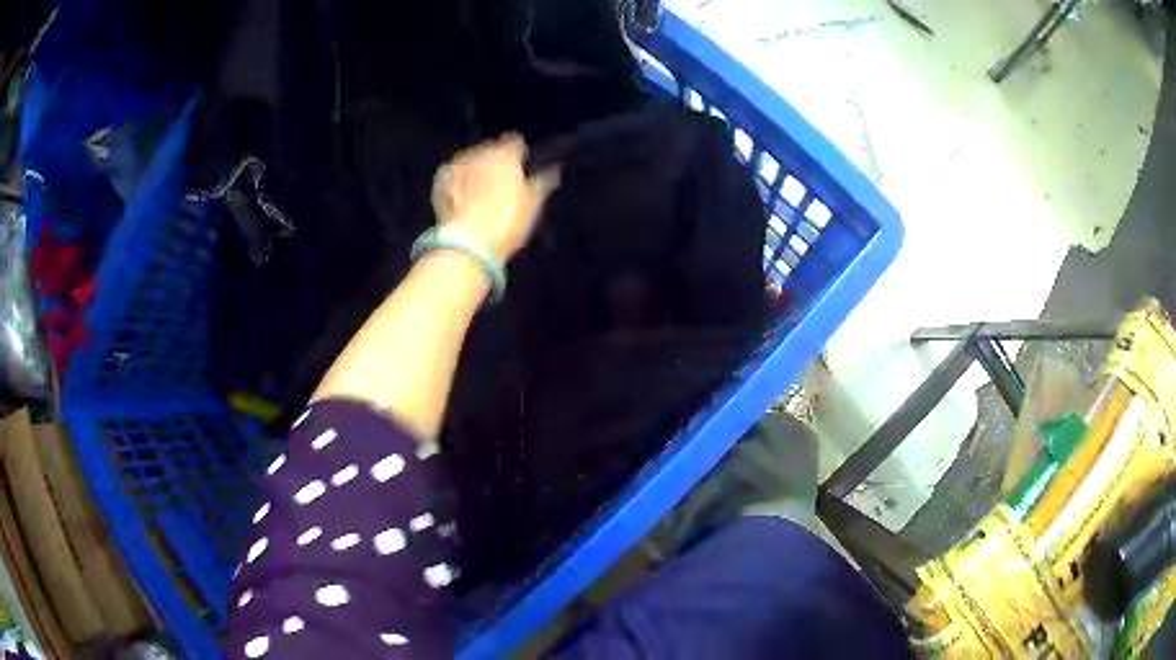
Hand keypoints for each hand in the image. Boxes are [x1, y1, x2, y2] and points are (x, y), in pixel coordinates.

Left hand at [431, 134, 560, 262]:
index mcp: (506, 155)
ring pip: (470, 162)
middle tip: (502, 185)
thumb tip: (550, 172)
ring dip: (475, 171)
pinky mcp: (440, 184)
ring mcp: (457, 168)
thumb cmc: (506, 222)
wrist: (468, 243)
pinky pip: (452, 177)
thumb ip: (541, 183)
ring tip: (481, 192)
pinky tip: (463, 197)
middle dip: (495, 162)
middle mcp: (480, 154)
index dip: (519, 154)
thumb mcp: (532, 205)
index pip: (515, 142)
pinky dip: (458, 183)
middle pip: (490, 150)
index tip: (521, 164)